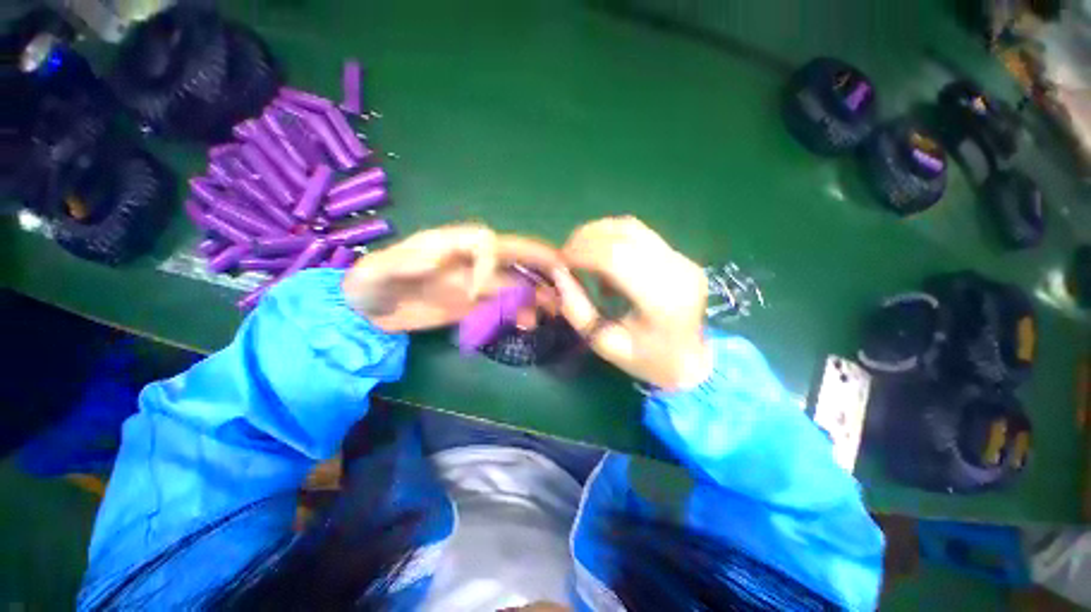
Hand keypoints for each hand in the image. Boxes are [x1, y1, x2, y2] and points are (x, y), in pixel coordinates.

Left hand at [342, 224, 560, 332]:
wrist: (369, 309)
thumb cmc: (371, 283)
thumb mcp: (379, 271)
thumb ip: (407, 262)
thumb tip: (444, 258)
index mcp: (451, 243)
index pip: (487, 243)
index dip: (491, 265)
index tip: (477, 293)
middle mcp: (471, 260)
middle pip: (513, 256)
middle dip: (539, 264)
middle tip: (564, 276)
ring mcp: (476, 282)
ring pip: (514, 282)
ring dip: (534, 293)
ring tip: (553, 309)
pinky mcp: (475, 303)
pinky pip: (503, 304)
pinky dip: (519, 312)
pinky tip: (529, 323)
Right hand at [552, 217, 712, 390]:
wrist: (695, 360)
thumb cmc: (649, 360)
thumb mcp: (606, 344)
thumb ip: (578, 310)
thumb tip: (558, 274)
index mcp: (661, 300)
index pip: (615, 257)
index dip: (582, 251)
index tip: (560, 261)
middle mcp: (676, 270)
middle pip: (623, 234)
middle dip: (585, 239)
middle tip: (566, 256)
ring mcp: (682, 259)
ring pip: (631, 227)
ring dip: (598, 233)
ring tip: (579, 253)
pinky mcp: (680, 256)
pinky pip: (639, 235)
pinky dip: (612, 238)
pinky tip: (602, 258)